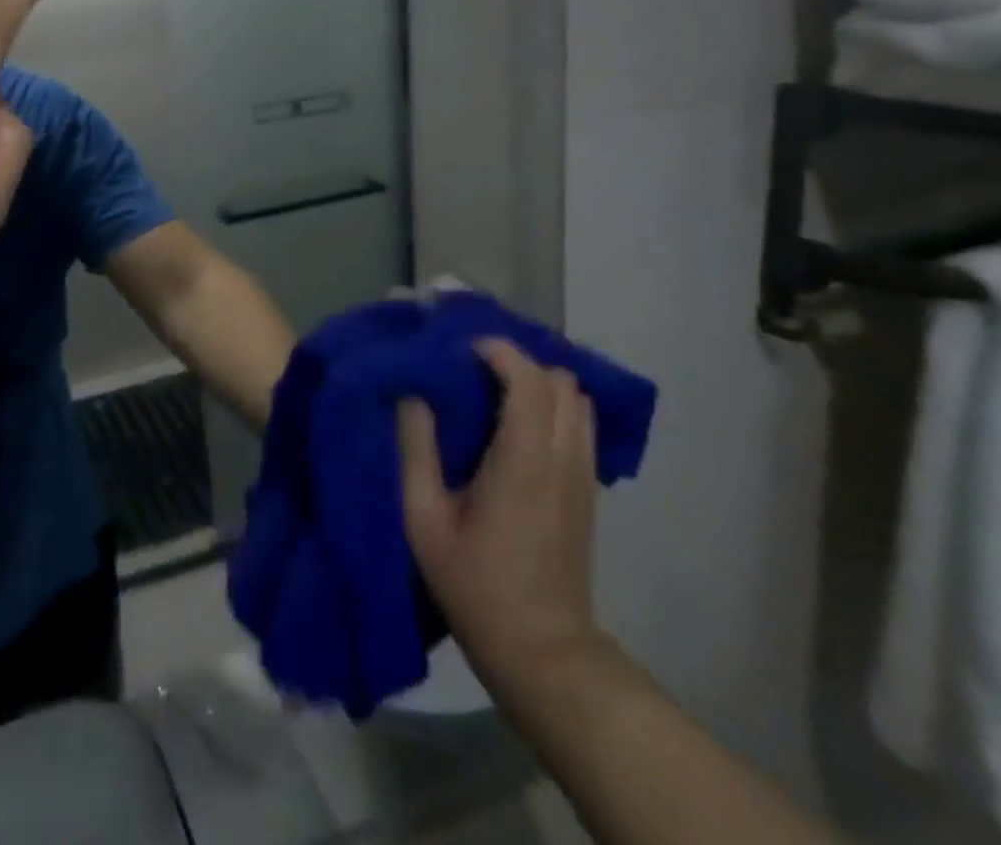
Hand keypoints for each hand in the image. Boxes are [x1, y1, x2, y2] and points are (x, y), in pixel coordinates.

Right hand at [397, 340, 607, 701]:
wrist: (541, 651)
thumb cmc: (474, 583)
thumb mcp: (423, 519)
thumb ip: (416, 449)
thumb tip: (412, 395)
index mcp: (524, 462)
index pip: (530, 380)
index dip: (498, 351)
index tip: (461, 348)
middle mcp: (564, 459)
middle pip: (561, 381)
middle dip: (518, 361)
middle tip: (473, 367)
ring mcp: (583, 476)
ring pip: (577, 400)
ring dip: (538, 382)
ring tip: (493, 388)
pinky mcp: (588, 492)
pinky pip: (579, 425)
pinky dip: (552, 405)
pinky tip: (515, 421)